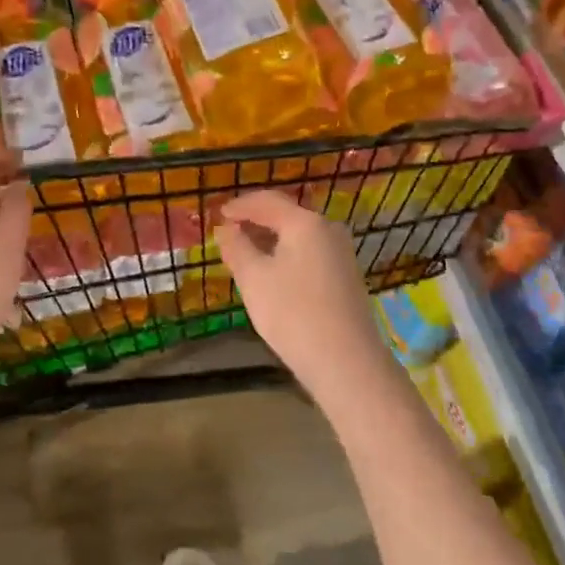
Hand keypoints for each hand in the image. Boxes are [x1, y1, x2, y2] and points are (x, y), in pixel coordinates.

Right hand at [215, 192, 389, 394]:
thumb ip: (236, 247)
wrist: (346, 362)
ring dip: (270, 240)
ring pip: (298, 236)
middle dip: (256, 222)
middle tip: (229, 233)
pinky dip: (286, 255)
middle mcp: (328, 230)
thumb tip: (226, 228)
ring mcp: (341, 254)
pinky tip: (272, 274)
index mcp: (306, 223)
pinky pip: (309, 254)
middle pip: (286, 216)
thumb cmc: (293, 313)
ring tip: (245, 254)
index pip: (268, 201)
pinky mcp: (345, 277)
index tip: (218, 214)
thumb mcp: (254, 278)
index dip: (240, 205)